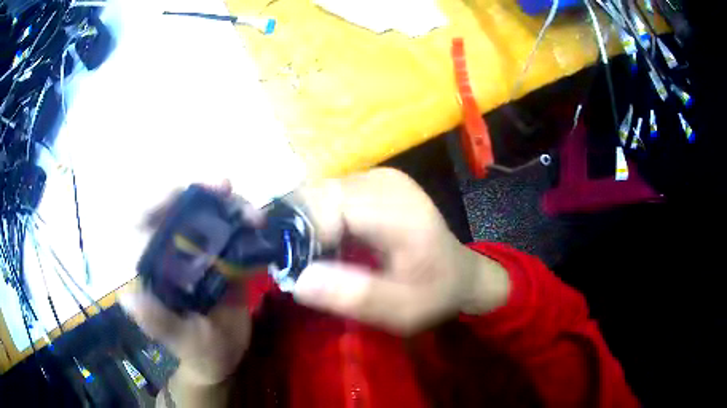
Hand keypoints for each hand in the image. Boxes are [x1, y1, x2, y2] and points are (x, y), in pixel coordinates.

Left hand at [121, 184, 255, 386]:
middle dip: (200, 193)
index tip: (181, 192)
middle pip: (178, 209)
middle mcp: (172, 253)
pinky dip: (243, 220)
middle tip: (224, 186)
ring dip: (228, 205)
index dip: (157, 201)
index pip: (142, 223)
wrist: (225, 357)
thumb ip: (158, 323)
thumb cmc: (197, 352)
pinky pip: (230, 229)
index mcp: (152, 268)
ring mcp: (198, 253)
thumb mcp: (179, 341)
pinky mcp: (221, 257)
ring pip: (208, 214)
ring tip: (251, 212)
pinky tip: (257, 223)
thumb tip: (128, 298)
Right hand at [292, 168, 509, 335]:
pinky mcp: (370, 182)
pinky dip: (318, 221)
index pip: (325, 207)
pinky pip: (328, 196)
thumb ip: (357, 296)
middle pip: (316, 196)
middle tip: (296, 268)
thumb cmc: (436, 293)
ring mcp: (376, 177)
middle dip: (298, 232)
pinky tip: (326, 245)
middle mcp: (382, 181)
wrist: (460, 274)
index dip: (300, 236)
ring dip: (306, 227)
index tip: (291, 269)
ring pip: (317, 194)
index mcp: (396, 208)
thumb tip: (300, 281)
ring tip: (311, 259)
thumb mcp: (402, 310)